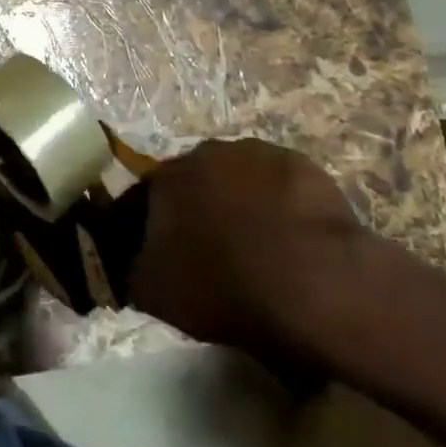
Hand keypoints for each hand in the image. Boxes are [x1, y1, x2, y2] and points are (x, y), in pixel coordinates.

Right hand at [128, 138, 366, 366]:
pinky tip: (296, 239)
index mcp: (165, 178)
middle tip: (218, 249)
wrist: (311, 284)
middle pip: (198, 180)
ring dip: (245, 202)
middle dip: (203, 207)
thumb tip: (134, 261)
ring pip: (242, 177)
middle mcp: (205, 153)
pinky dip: (283, 205)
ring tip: (262, 244)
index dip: (160, 224)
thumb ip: (134, 268)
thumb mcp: (155, 294)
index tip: (172, 252)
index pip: (150, 196)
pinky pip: (283, 185)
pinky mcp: (302, 165)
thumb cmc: (224, 288)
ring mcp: (257, 153)